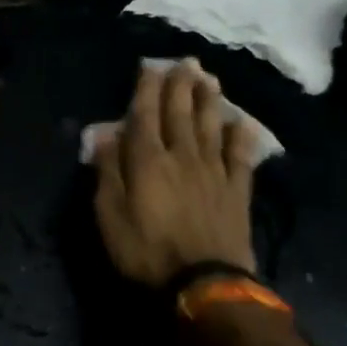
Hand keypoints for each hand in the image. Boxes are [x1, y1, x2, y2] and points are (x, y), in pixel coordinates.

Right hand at [92, 60, 259, 288]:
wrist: (203, 283)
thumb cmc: (145, 251)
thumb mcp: (109, 214)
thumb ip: (107, 171)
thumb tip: (104, 133)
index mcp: (147, 160)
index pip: (145, 115)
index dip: (146, 89)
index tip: (150, 66)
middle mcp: (182, 156)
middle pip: (180, 113)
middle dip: (180, 85)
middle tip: (185, 62)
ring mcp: (214, 171)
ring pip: (210, 126)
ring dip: (209, 101)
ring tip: (209, 79)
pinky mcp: (237, 190)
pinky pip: (241, 156)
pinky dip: (241, 137)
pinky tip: (242, 123)